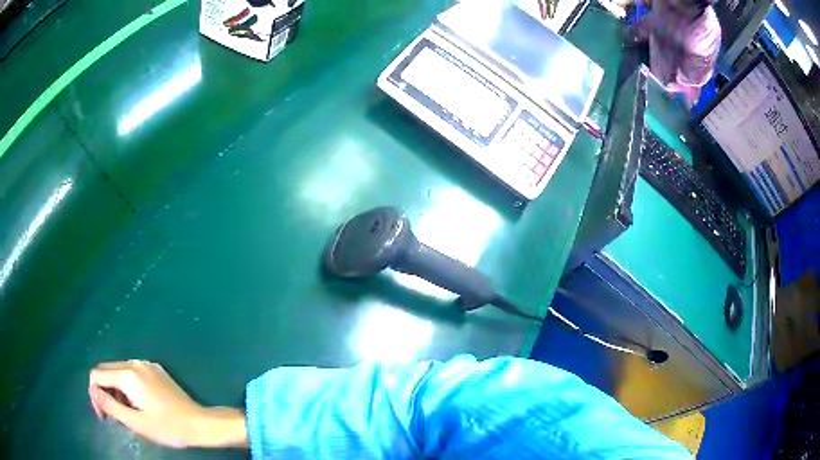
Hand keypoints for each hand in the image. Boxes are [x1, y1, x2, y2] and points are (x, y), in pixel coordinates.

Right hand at [89, 360, 247, 448]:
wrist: (199, 424)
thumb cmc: (168, 427)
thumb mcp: (136, 422)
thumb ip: (110, 405)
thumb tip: (93, 391)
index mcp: (127, 374)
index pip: (96, 375)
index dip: (94, 395)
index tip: (104, 416)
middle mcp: (134, 363)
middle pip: (106, 371)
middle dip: (104, 391)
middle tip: (113, 416)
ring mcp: (146, 364)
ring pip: (119, 372)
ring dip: (115, 390)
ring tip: (127, 413)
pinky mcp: (156, 370)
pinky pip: (132, 373)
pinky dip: (128, 386)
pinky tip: (138, 404)